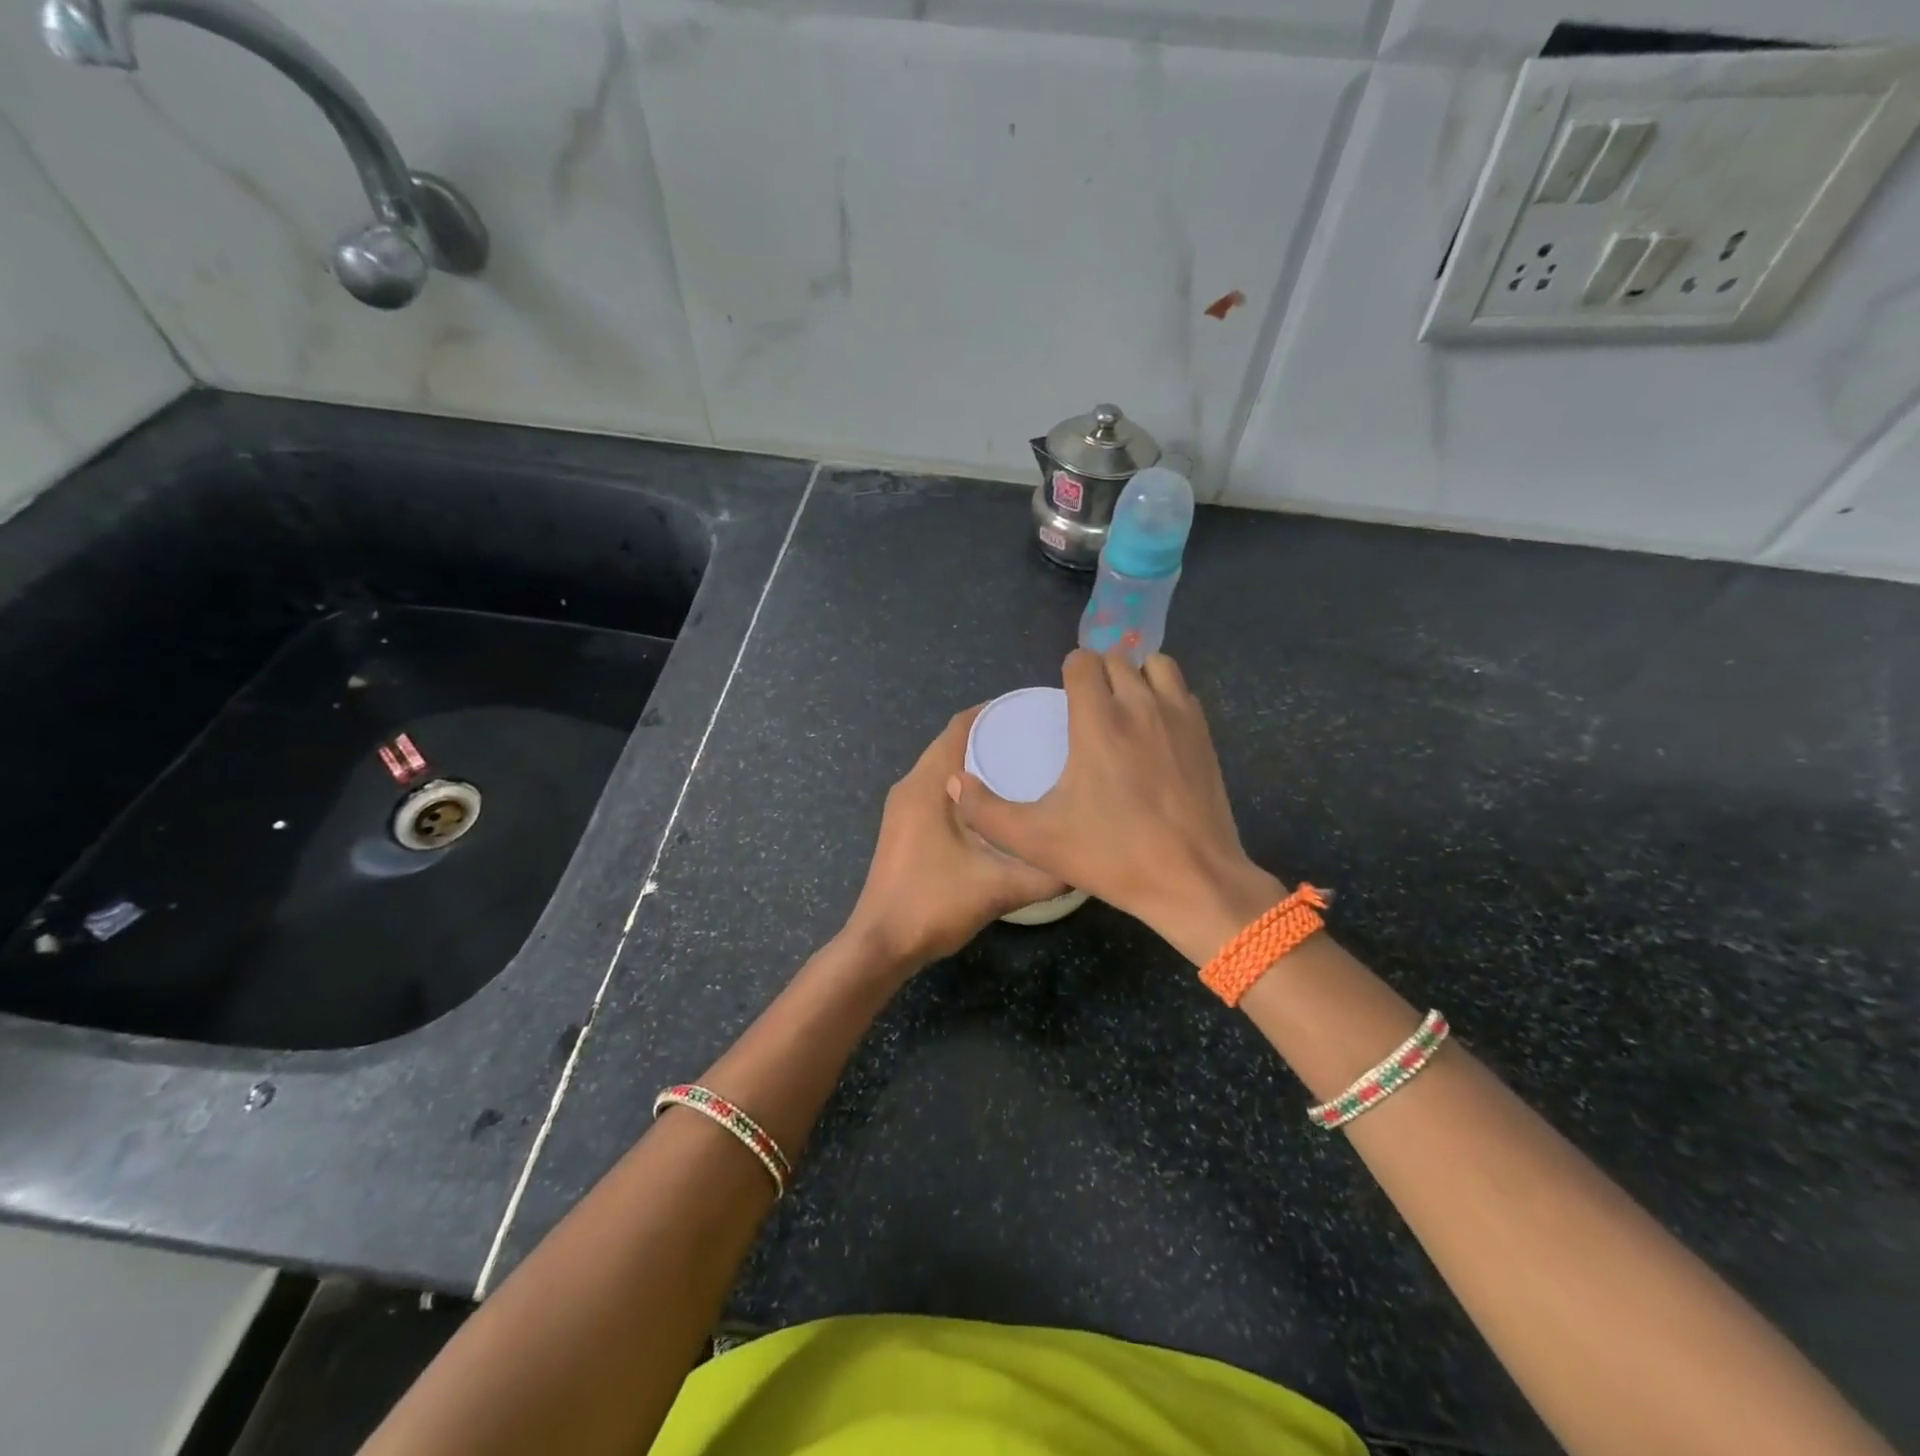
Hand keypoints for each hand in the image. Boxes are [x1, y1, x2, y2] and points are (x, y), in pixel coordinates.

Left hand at [842, 706, 1068, 970]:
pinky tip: (997, 805)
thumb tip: (1086, 860)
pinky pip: (938, 790)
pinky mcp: (903, 827)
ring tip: (1026, 766)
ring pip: (944, 769)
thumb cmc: (933, 904)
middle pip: (953, 744)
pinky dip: (966, 787)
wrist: (881, 944)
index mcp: (927, 784)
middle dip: (995, 736)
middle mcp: (911, 786)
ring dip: (979, 762)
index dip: (996, 712)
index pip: (960, 726)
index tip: (1036, 712)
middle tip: (1042, 740)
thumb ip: (1046, 874)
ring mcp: (903, 808)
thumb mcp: (999, 888)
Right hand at [953, 648, 1283, 964]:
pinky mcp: (1205, 735)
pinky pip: (1182, 692)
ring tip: (1124, 709)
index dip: (1069, 672)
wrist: (1192, 880)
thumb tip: (955, 783)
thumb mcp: (1035, 840)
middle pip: (1117, 659)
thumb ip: (986, 811)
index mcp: (1098, 721)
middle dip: (1099, 674)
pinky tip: (1155, 732)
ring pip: (1157, 666)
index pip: (1083, 661)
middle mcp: (1141, 705)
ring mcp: (1179, 717)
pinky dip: (1165, 697)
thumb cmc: (1111, 856)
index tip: (1063, 698)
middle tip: (1088, 708)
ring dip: (1136, 676)